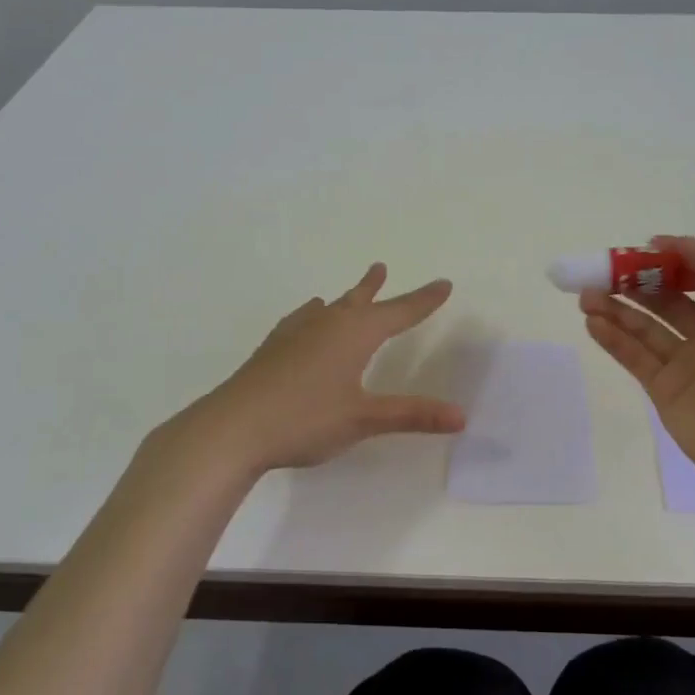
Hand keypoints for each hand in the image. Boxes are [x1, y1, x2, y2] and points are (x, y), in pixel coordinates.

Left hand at [201, 263, 465, 472]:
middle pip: (359, 300)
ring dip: (345, 298)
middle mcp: (327, 324)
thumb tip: (461, 416)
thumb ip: (412, 415)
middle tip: (382, 267)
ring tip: (350, 292)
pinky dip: (313, 315)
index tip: (443, 283)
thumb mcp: (364, 419)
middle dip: (377, 288)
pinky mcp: (273, 348)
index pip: (399, 312)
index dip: (424, 300)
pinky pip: (302, 320)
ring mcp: (295, 333)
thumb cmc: (305, 419)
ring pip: (328, 307)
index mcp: (355, 334)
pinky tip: (305, 320)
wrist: (233, 427)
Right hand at [580, 235, 694, 494]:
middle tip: (601, 270)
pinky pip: (635, 358)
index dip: (673, 261)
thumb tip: (676, 243)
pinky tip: (593, 321)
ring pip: (645, 328)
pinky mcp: (665, 391)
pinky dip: (613, 339)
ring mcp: (687, 365)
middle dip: (635, 283)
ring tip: (586, 295)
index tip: (642, 249)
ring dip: (616, 308)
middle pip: (666, 301)